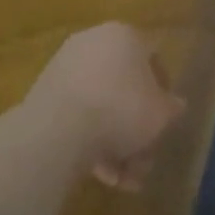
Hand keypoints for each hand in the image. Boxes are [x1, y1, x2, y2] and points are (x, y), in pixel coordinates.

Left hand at [21, 24, 183, 188]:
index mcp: (124, 36)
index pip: (154, 60)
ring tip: (124, 178)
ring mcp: (63, 70)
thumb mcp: (163, 113)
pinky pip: (76, 117)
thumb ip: (172, 108)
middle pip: (124, 89)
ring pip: (100, 108)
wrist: (57, 131)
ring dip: (115, 144)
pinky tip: (102, 174)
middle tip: (144, 158)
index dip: (163, 92)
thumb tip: (173, 106)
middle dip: (136, 129)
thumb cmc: (122, 110)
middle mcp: (91, 44)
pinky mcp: (42, 96)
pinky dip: (90, 142)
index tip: (164, 118)